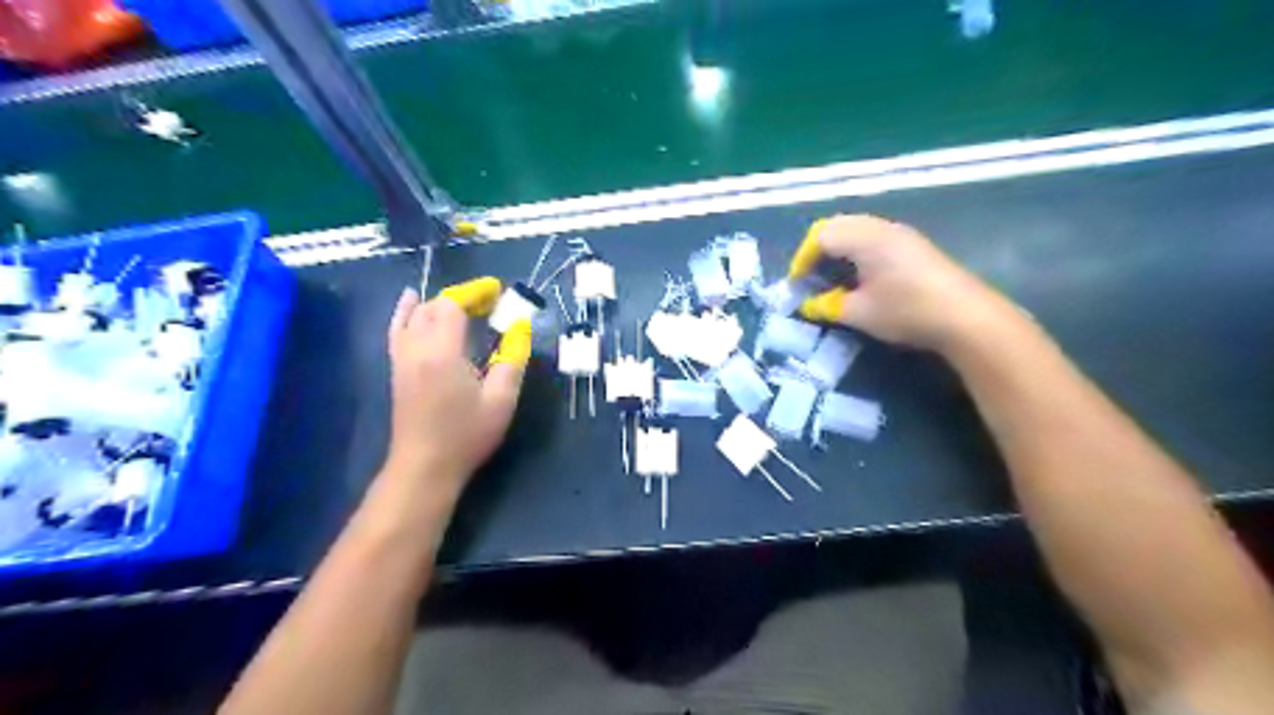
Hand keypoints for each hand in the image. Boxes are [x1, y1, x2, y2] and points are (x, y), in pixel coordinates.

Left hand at [385, 284, 531, 501]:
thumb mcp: (501, 399)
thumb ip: (513, 358)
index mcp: (442, 352)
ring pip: (414, 315)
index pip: (452, 306)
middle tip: (489, 303)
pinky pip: (397, 329)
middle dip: (461, 298)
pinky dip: (405, 311)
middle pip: (434, 306)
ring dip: (438, 303)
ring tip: (462, 304)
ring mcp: (402, 358)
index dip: (474, 293)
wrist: (425, 466)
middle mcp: (416, 348)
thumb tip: (520, 327)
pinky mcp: (397, 369)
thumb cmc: (466, 435)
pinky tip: (410, 300)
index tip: (497, 290)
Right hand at [794, 213, 1021, 354]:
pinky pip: (874, 238)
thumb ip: (827, 306)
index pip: (821, 236)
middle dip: (818, 250)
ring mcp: (900, 234)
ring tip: (832, 279)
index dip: (803, 259)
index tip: (796, 285)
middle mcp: (881, 227)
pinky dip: (857, 252)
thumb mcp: (859, 313)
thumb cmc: (906, 311)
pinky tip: (861, 278)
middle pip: (837, 226)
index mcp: (864, 237)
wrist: (966, 316)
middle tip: (810, 278)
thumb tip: (808, 305)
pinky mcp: (914, 246)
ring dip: (838, 250)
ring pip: (857, 230)